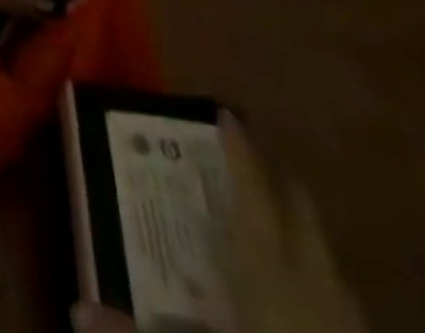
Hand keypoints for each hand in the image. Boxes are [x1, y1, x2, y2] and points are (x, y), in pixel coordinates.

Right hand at [70, 114, 363, 332]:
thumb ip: (134, 331)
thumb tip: (77, 308)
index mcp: (270, 271)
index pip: (253, 193)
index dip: (240, 152)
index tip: (226, 113)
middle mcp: (313, 282)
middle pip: (299, 210)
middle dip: (273, 177)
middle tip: (240, 159)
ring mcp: (347, 318)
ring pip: (323, 252)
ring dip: (294, 226)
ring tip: (262, 219)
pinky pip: (337, 293)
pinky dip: (312, 273)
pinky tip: (293, 289)